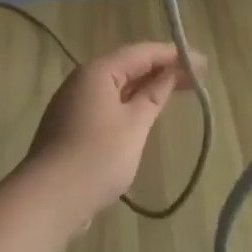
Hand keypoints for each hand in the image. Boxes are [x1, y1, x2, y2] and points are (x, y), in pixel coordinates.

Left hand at [25, 42, 201, 226]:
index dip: (174, 55)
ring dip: (147, 87)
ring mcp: (74, 104)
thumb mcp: (134, 125)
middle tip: (196, 78)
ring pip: (118, 87)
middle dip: (162, 70)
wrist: (49, 199)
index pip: (142, 52)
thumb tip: (169, 74)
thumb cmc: (98, 156)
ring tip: (176, 92)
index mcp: (98, 72)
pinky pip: (108, 104)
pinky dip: (130, 104)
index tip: (202, 62)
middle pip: (129, 67)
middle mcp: (83, 80)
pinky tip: (145, 114)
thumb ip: (154, 96)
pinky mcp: (71, 126)